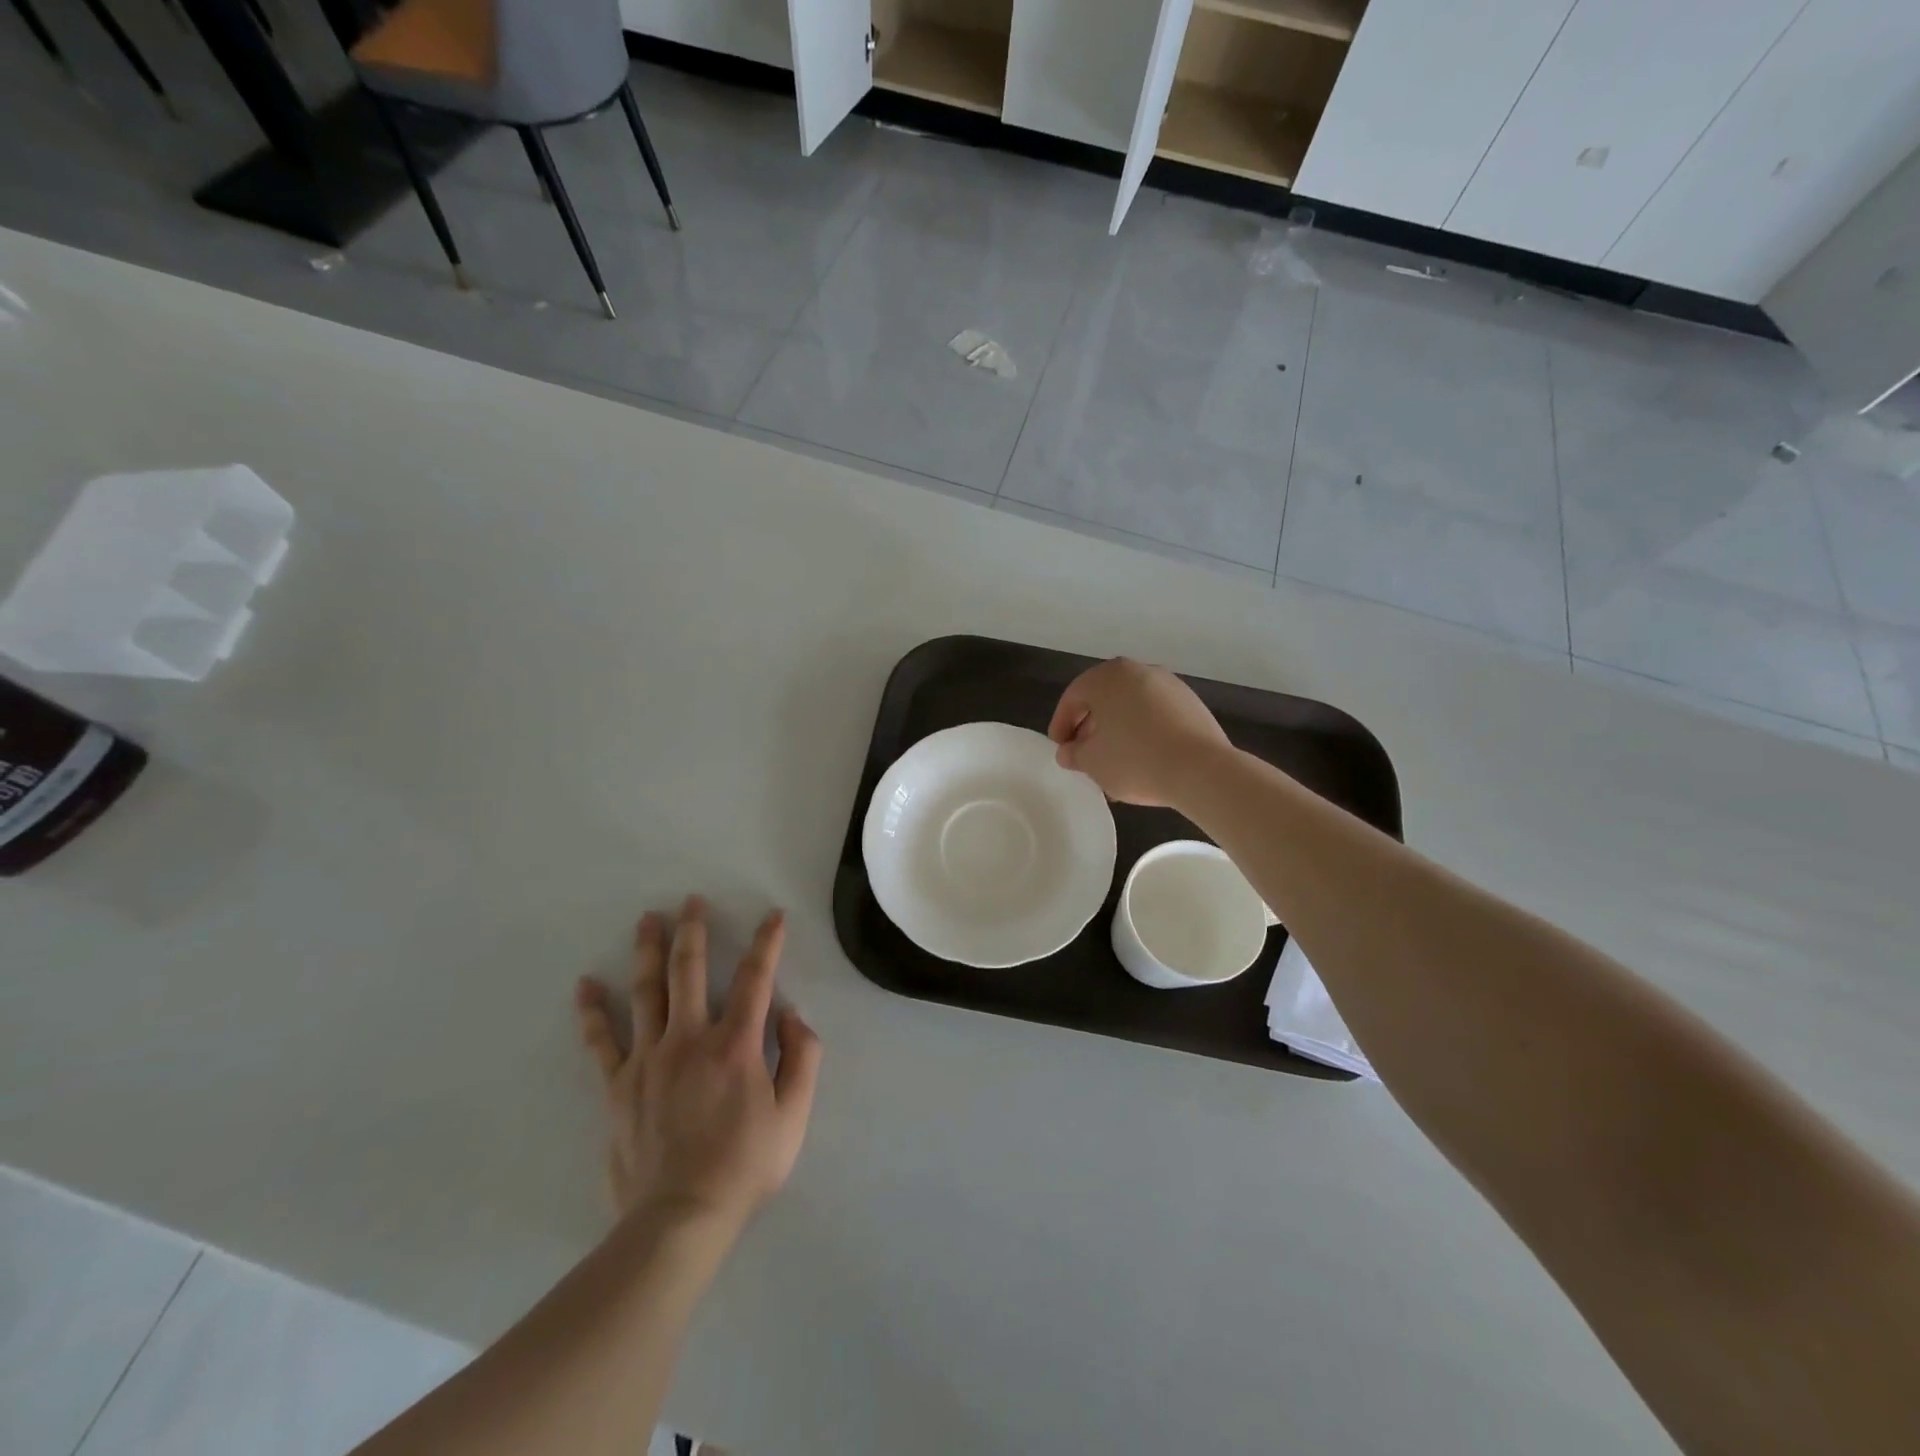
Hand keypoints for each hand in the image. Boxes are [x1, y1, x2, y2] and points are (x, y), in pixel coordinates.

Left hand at [574, 896, 821, 1230]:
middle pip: (690, 971)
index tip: (773, 916)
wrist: (680, 1219)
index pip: (755, 979)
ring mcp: (648, 1059)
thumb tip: (791, 1014)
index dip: (767, 943)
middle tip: (691, 900)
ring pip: (647, 992)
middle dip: (694, 930)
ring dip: (649, 951)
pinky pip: (601, 1041)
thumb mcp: (794, 1115)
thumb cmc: (744, 1166)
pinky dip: (592, 1012)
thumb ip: (802, 1057)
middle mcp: (690, 1038)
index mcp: (736, 1044)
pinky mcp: (618, 1086)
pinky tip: (585, 985)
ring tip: (648, 919)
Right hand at [1047, 657, 1231, 807]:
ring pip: (1131, 706)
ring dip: (1117, 731)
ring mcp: (1169, 685)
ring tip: (1113, 762)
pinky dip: (1142, 731)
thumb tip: (1069, 751)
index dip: (1061, 724)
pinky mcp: (1191, 704)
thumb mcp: (1092, 762)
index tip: (1060, 749)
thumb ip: (1073, 754)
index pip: (1073, 696)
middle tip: (1084, 754)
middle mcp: (1139, 671)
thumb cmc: (1135, 759)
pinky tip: (1142, 759)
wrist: (1201, 770)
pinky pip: (1155, 715)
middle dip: (1089, 727)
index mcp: (1108, 677)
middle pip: (1104, 698)